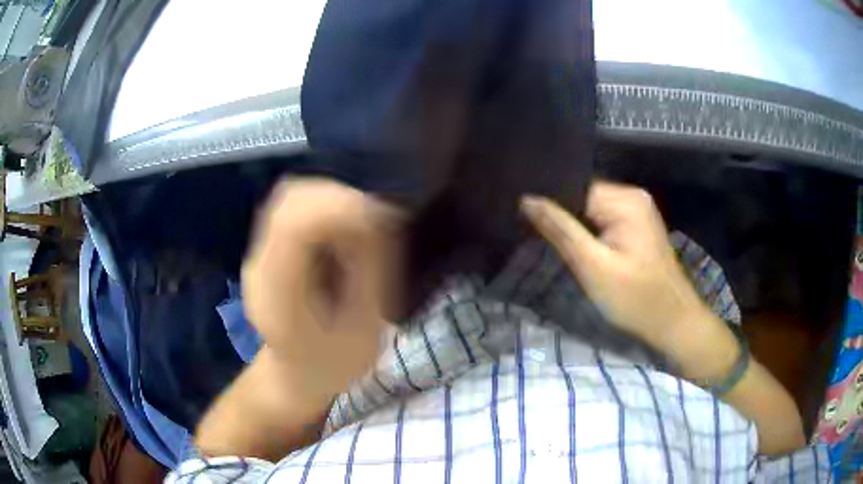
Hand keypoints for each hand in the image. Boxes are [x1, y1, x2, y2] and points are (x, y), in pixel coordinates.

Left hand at [242, 178, 403, 406]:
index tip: (379, 220)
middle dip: (340, 199)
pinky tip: (343, 232)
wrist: (294, 376)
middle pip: (290, 200)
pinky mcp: (267, 247)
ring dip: (333, 201)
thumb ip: (368, 272)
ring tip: (361, 228)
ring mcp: (259, 253)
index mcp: (278, 296)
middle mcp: (260, 266)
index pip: (294, 226)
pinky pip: (295, 207)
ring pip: (292, 196)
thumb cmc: (332, 365)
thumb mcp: (362, 330)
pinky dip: (326, 207)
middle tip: (375, 224)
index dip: (340, 208)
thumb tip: (377, 215)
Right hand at [520, 181, 714, 353]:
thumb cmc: (637, 299)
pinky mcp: (637, 226)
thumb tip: (527, 199)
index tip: (522, 217)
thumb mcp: (594, 267)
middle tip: (534, 234)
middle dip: (561, 216)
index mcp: (625, 200)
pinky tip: (578, 248)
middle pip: (583, 197)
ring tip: (552, 241)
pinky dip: (588, 233)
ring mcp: (637, 210)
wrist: (674, 322)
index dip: (549, 203)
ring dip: (574, 226)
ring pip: (590, 210)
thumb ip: (561, 231)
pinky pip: (603, 220)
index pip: (574, 188)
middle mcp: (632, 196)